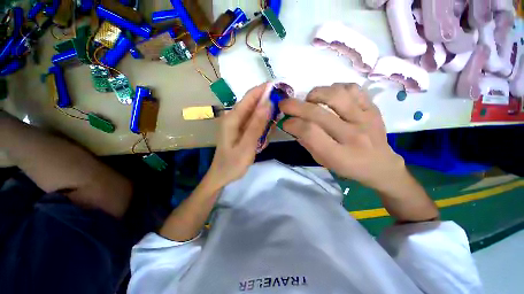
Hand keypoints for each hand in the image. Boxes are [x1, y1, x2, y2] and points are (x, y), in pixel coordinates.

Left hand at [207, 83, 271, 188]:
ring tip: (273, 125)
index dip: (265, 89)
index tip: (281, 87)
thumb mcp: (247, 145)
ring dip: (266, 116)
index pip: (250, 96)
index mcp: (232, 118)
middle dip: (268, 102)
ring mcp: (236, 124)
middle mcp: (233, 117)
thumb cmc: (233, 164)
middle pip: (253, 103)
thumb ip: (257, 124)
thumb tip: (268, 102)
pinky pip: (253, 123)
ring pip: (255, 113)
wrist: (222, 176)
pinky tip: (264, 137)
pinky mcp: (240, 130)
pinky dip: (261, 126)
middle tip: (282, 107)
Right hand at [279, 83, 405, 191]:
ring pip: (336, 95)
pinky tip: (329, 96)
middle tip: (284, 104)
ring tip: (309, 100)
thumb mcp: (324, 162)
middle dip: (295, 106)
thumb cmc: (348, 167)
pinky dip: (336, 88)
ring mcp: (366, 119)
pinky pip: (352, 88)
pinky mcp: (373, 108)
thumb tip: (293, 124)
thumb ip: (308, 143)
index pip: (310, 132)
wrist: (380, 164)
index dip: (293, 124)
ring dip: (315, 94)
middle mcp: (353, 135)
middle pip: (318, 113)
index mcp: (339, 155)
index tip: (285, 122)